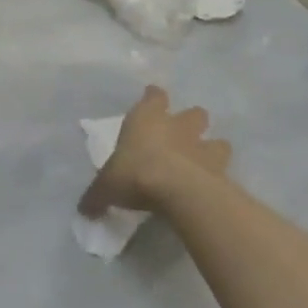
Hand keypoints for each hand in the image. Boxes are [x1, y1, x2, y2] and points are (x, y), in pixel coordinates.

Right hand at [78, 85, 230, 216]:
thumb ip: (96, 196)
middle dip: (191, 122)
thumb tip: (84, 210)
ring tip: (203, 163)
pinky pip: (224, 170)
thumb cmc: (135, 173)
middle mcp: (178, 126)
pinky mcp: (220, 171)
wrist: (177, 190)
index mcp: (147, 118)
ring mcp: (203, 147)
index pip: (154, 96)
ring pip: (217, 141)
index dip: (154, 98)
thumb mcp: (105, 187)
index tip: (152, 99)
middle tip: (183, 136)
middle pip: (194, 113)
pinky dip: (218, 178)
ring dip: (212, 149)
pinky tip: (211, 189)